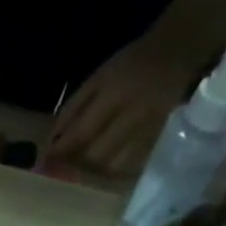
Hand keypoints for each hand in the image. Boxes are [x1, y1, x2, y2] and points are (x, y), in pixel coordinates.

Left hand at [47, 28, 206, 176]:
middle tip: (64, 168)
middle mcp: (131, 116)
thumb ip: (74, 107)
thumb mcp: (99, 77)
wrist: (178, 52)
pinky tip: (105, 168)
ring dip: (94, 173)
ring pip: (114, 166)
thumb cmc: (132, 63)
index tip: (46, 161)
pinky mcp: (158, 142)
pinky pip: (131, 167)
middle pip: (96, 155)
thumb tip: (52, 139)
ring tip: (84, 168)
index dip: (62, 151)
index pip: (81, 133)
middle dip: (76, 165)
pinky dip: (114, 172)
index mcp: (113, 94)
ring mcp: (147, 131)